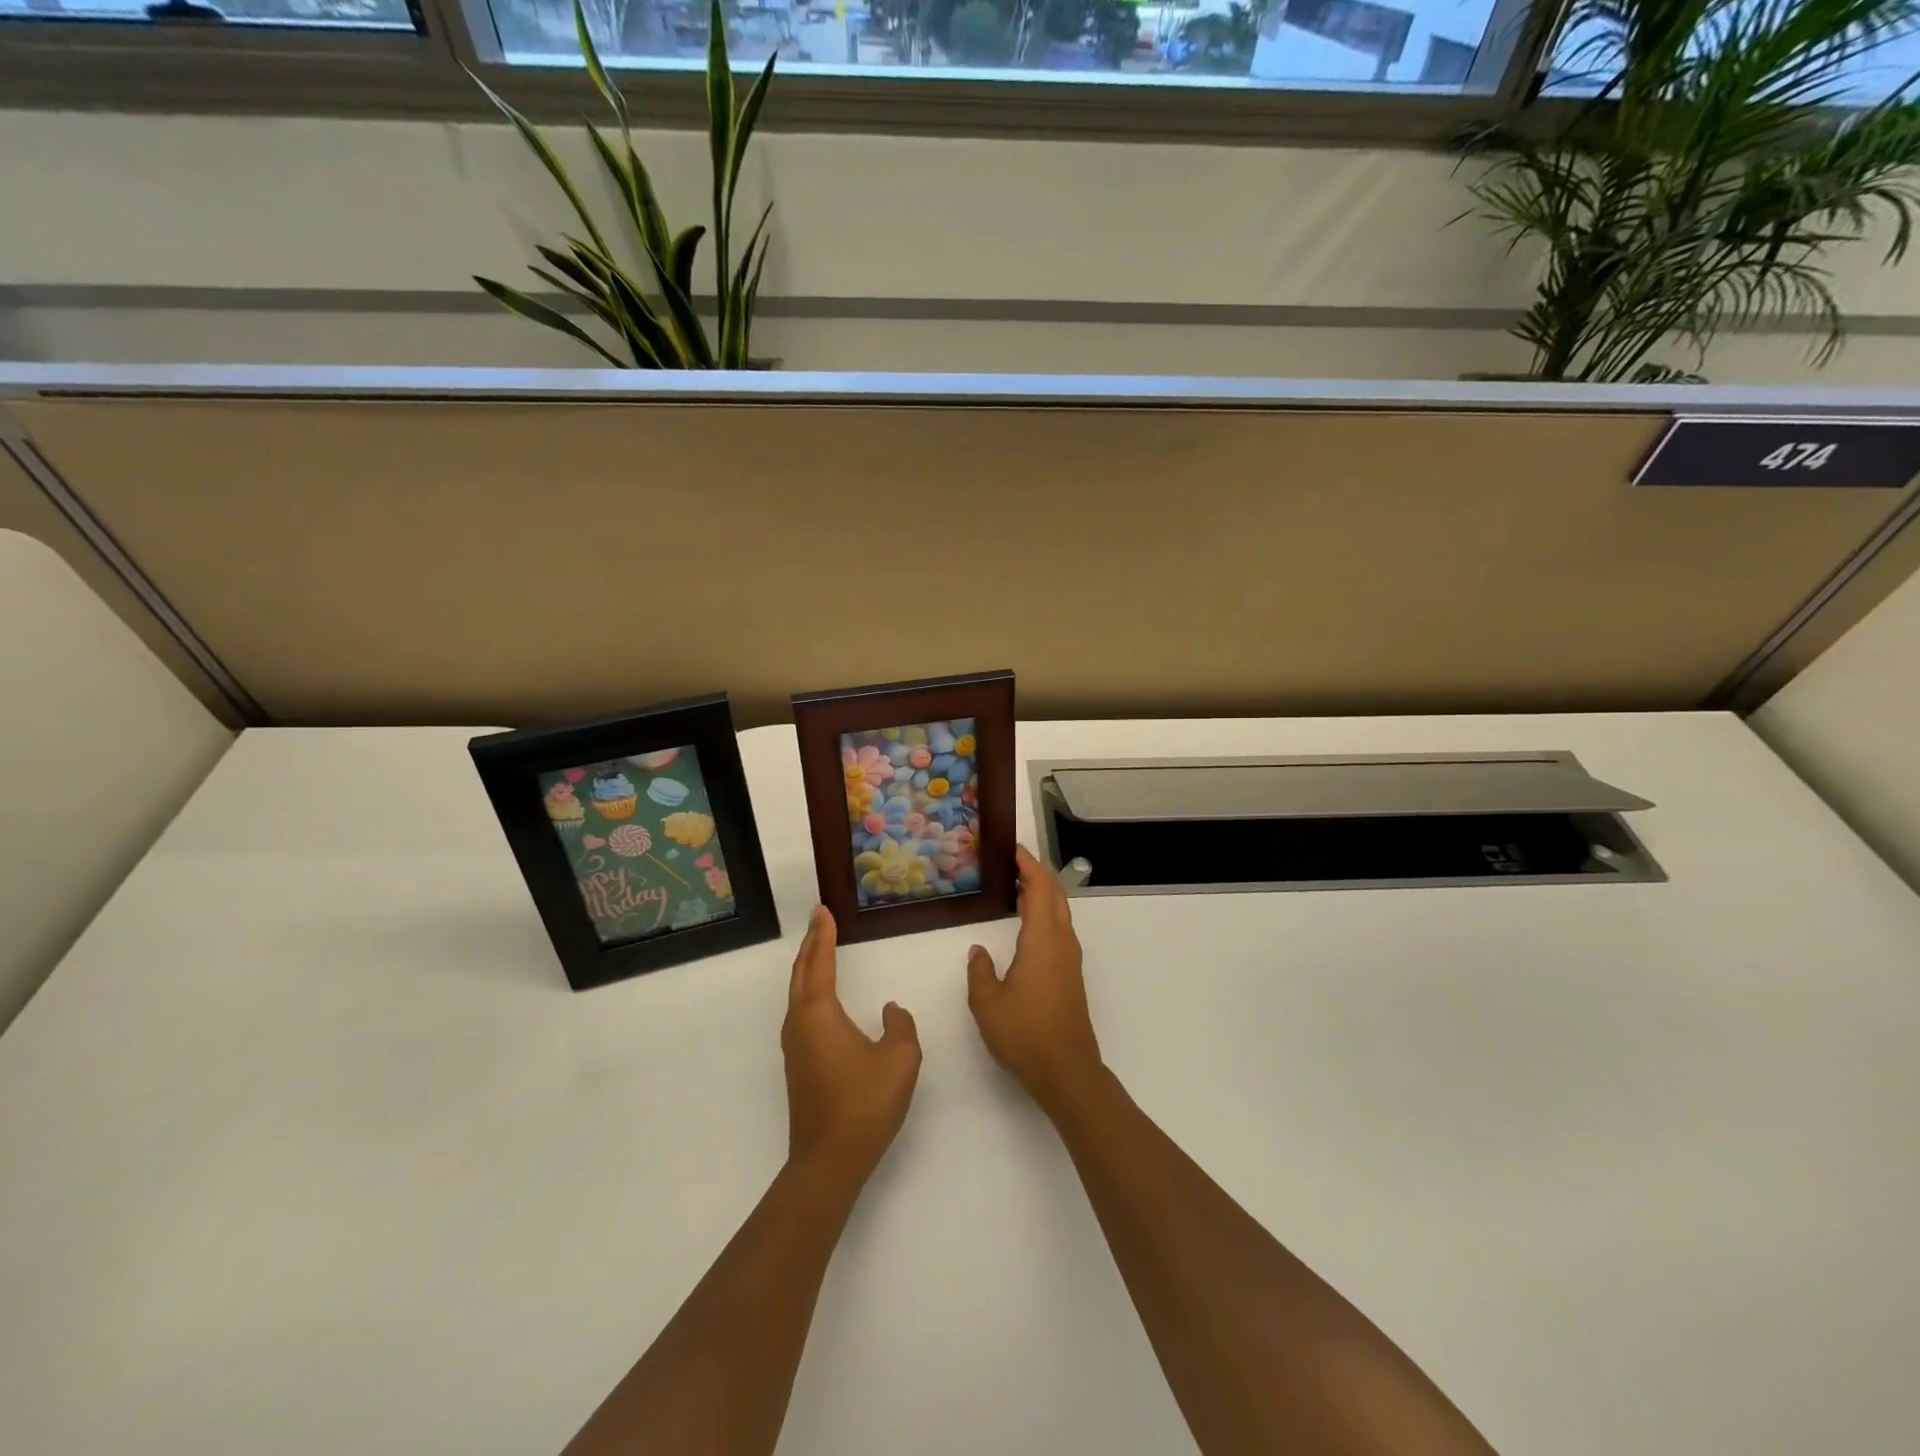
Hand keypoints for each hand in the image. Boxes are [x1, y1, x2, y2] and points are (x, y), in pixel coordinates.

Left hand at [782, 906, 921, 1187]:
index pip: (819, 962)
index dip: (822, 934)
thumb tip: (889, 1010)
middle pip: (801, 973)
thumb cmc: (864, 1104)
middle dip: (811, 944)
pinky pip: (802, 1011)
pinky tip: (822, 996)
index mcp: (819, 1014)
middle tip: (819, 919)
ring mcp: (795, 1045)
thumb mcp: (900, 1060)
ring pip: (798, 993)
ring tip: (821, 948)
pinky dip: (810, 989)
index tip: (823, 910)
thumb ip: (900, 1025)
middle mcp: (799, 1023)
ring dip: (808, 967)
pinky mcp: (799, 1064)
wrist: (829, 1162)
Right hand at [966, 846, 1103, 1114]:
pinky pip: (1059, 930)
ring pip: (1060, 913)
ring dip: (1042, 894)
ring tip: (1016, 888)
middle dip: (1037, 874)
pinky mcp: (1070, 975)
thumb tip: (979, 950)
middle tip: (1012, 862)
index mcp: (1042, 940)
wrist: (1067, 1071)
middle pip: (1055, 895)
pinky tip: (1027, 926)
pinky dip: (1045, 914)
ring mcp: (1070, 959)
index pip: (1039, 889)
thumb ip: (980, 971)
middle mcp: (1061, 942)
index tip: (1013, 850)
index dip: (1028, 866)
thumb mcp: (987, 1003)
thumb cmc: (1025, 1033)